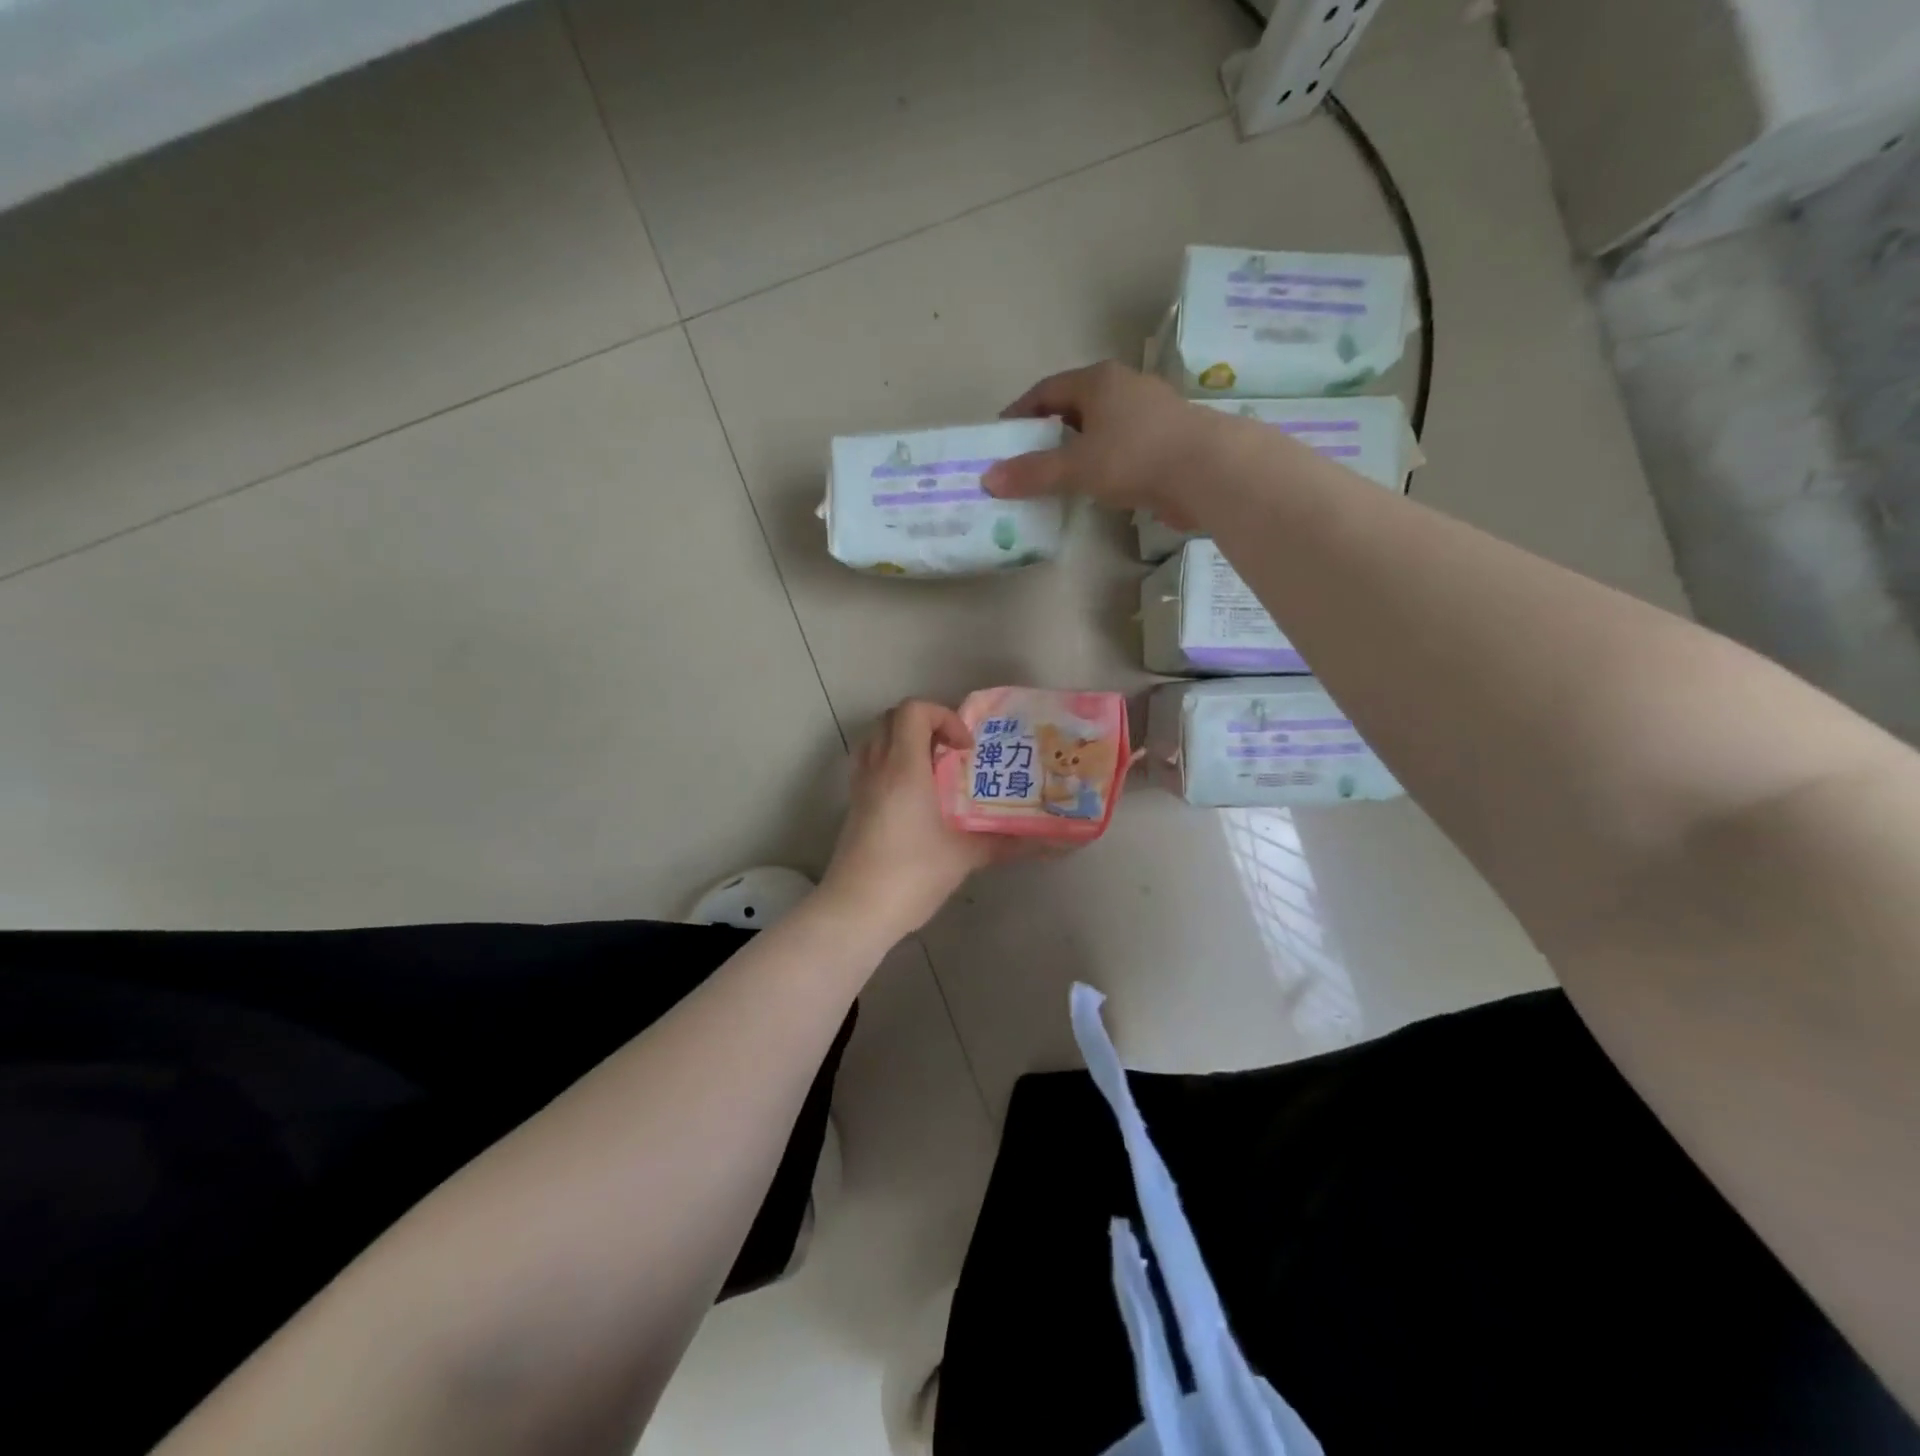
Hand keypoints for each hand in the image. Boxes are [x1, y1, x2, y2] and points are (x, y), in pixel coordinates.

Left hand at [819, 700, 1006, 941]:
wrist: (856, 910)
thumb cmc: (912, 874)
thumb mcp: (965, 856)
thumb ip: (1008, 843)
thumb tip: (1052, 843)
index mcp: (904, 768)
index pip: (913, 711)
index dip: (944, 717)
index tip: (965, 749)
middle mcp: (878, 768)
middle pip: (891, 718)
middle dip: (925, 723)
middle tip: (952, 753)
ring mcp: (860, 787)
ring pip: (876, 739)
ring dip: (904, 741)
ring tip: (933, 769)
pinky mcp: (854, 806)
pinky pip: (870, 764)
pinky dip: (891, 763)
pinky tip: (915, 797)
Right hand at [982, 361, 1221, 526]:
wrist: (1208, 470)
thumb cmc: (1135, 456)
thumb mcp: (1076, 466)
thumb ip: (1033, 473)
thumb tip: (988, 479)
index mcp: (1098, 381)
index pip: (1047, 390)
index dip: (1021, 412)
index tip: (1002, 437)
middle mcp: (1124, 387)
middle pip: (1074, 406)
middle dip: (1048, 431)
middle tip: (1025, 460)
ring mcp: (1150, 412)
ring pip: (1101, 428)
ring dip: (1077, 449)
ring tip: (1056, 477)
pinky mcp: (1167, 440)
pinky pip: (1122, 447)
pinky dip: (1103, 462)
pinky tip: (1096, 486)